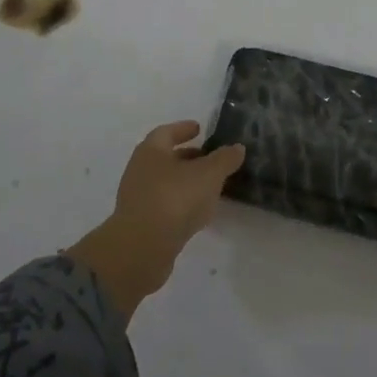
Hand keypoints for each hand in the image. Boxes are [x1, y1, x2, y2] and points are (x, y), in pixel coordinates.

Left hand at [67, 121, 245, 316]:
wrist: (142, 248)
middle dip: (187, 157)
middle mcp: (140, 170)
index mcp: (151, 150)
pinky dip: (181, 203)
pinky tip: (198, 212)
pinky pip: (164, 205)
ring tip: (209, 186)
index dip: (184, 129)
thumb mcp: (208, 174)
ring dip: (185, 182)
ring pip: (165, 182)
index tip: (199, 129)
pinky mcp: (141, 224)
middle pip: (165, 157)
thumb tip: (237, 147)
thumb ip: (224, 159)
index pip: (167, 132)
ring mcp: (138, 198)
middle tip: (209, 158)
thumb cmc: (174, 199)